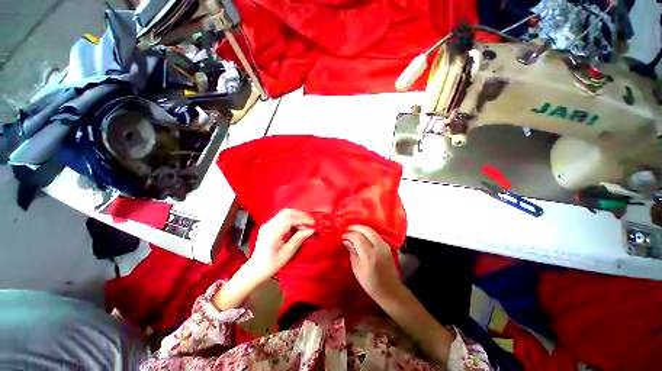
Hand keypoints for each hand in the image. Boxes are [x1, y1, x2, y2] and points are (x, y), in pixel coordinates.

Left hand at [248, 209, 314, 281]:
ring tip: (305, 224)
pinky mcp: (269, 225)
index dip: (303, 219)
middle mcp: (269, 225)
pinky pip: (282, 217)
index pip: (290, 219)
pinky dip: (292, 218)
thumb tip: (311, 230)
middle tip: (311, 223)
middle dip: (301, 215)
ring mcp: (268, 224)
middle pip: (287, 212)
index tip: (313, 224)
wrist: (255, 269)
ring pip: (285, 213)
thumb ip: (298, 239)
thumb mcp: (287, 253)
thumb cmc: (271, 264)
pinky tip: (297, 226)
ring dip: (297, 216)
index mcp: (272, 232)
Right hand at [342, 225, 403, 302]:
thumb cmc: (371, 284)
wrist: (391, 291)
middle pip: (366, 230)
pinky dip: (367, 232)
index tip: (342, 236)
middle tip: (347, 229)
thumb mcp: (357, 269)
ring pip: (371, 230)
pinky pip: (375, 234)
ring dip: (361, 229)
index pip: (357, 237)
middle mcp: (378, 246)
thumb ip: (352, 252)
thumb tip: (346, 240)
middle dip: (355, 227)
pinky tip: (361, 235)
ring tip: (352, 231)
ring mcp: (384, 245)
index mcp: (370, 254)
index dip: (349, 234)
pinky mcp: (387, 246)